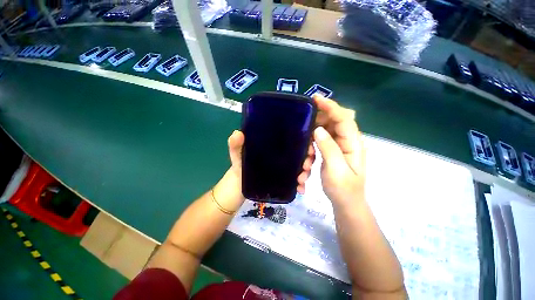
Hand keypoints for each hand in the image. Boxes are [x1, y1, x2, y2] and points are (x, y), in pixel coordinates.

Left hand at [227, 130, 313, 194]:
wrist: (239, 185)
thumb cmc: (239, 165)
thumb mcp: (237, 153)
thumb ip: (236, 144)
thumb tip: (237, 133)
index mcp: (275, 145)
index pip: (294, 139)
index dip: (305, 141)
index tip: (309, 147)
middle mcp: (283, 155)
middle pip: (302, 153)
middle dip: (309, 158)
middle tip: (305, 166)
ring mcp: (285, 167)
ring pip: (302, 167)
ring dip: (306, 172)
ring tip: (301, 179)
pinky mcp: (285, 179)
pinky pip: (297, 180)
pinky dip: (301, 184)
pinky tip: (300, 189)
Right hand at [313, 95, 365, 204]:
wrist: (345, 203)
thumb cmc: (344, 189)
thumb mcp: (336, 169)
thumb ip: (329, 148)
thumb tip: (318, 130)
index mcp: (353, 144)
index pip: (344, 119)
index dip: (331, 107)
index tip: (316, 99)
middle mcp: (346, 142)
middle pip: (332, 122)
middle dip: (316, 125)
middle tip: (303, 131)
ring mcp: (337, 147)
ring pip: (322, 133)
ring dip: (310, 145)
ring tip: (307, 162)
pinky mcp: (330, 152)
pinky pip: (318, 144)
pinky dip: (310, 152)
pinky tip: (306, 167)